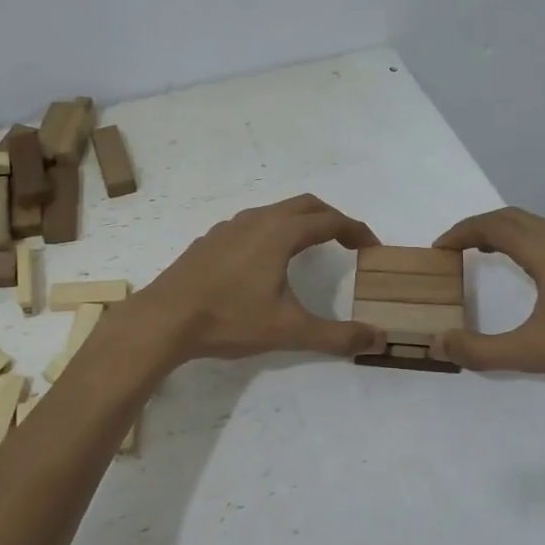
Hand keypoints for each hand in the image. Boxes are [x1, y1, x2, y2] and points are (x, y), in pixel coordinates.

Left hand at [132, 195, 383, 361]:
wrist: (164, 319)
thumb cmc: (230, 319)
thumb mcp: (290, 330)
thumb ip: (337, 336)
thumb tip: (380, 339)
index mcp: (280, 233)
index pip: (330, 220)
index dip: (356, 231)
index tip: (371, 248)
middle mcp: (257, 220)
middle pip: (305, 205)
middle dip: (332, 218)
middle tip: (348, 242)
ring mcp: (229, 227)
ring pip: (275, 211)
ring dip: (300, 222)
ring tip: (311, 248)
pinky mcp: (210, 239)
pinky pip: (252, 224)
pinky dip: (273, 231)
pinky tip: (265, 261)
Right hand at [430, 208, 544, 389]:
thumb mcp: (535, 352)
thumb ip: (482, 350)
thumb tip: (439, 343)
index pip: (492, 226)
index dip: (461, 232)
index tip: (438, 248)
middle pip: (513, 219)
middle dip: (479, 228)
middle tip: (454, 249)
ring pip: (536, 226)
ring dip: (506, 233)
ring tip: (485, 254)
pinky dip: (528, 243)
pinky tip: (532, 270)